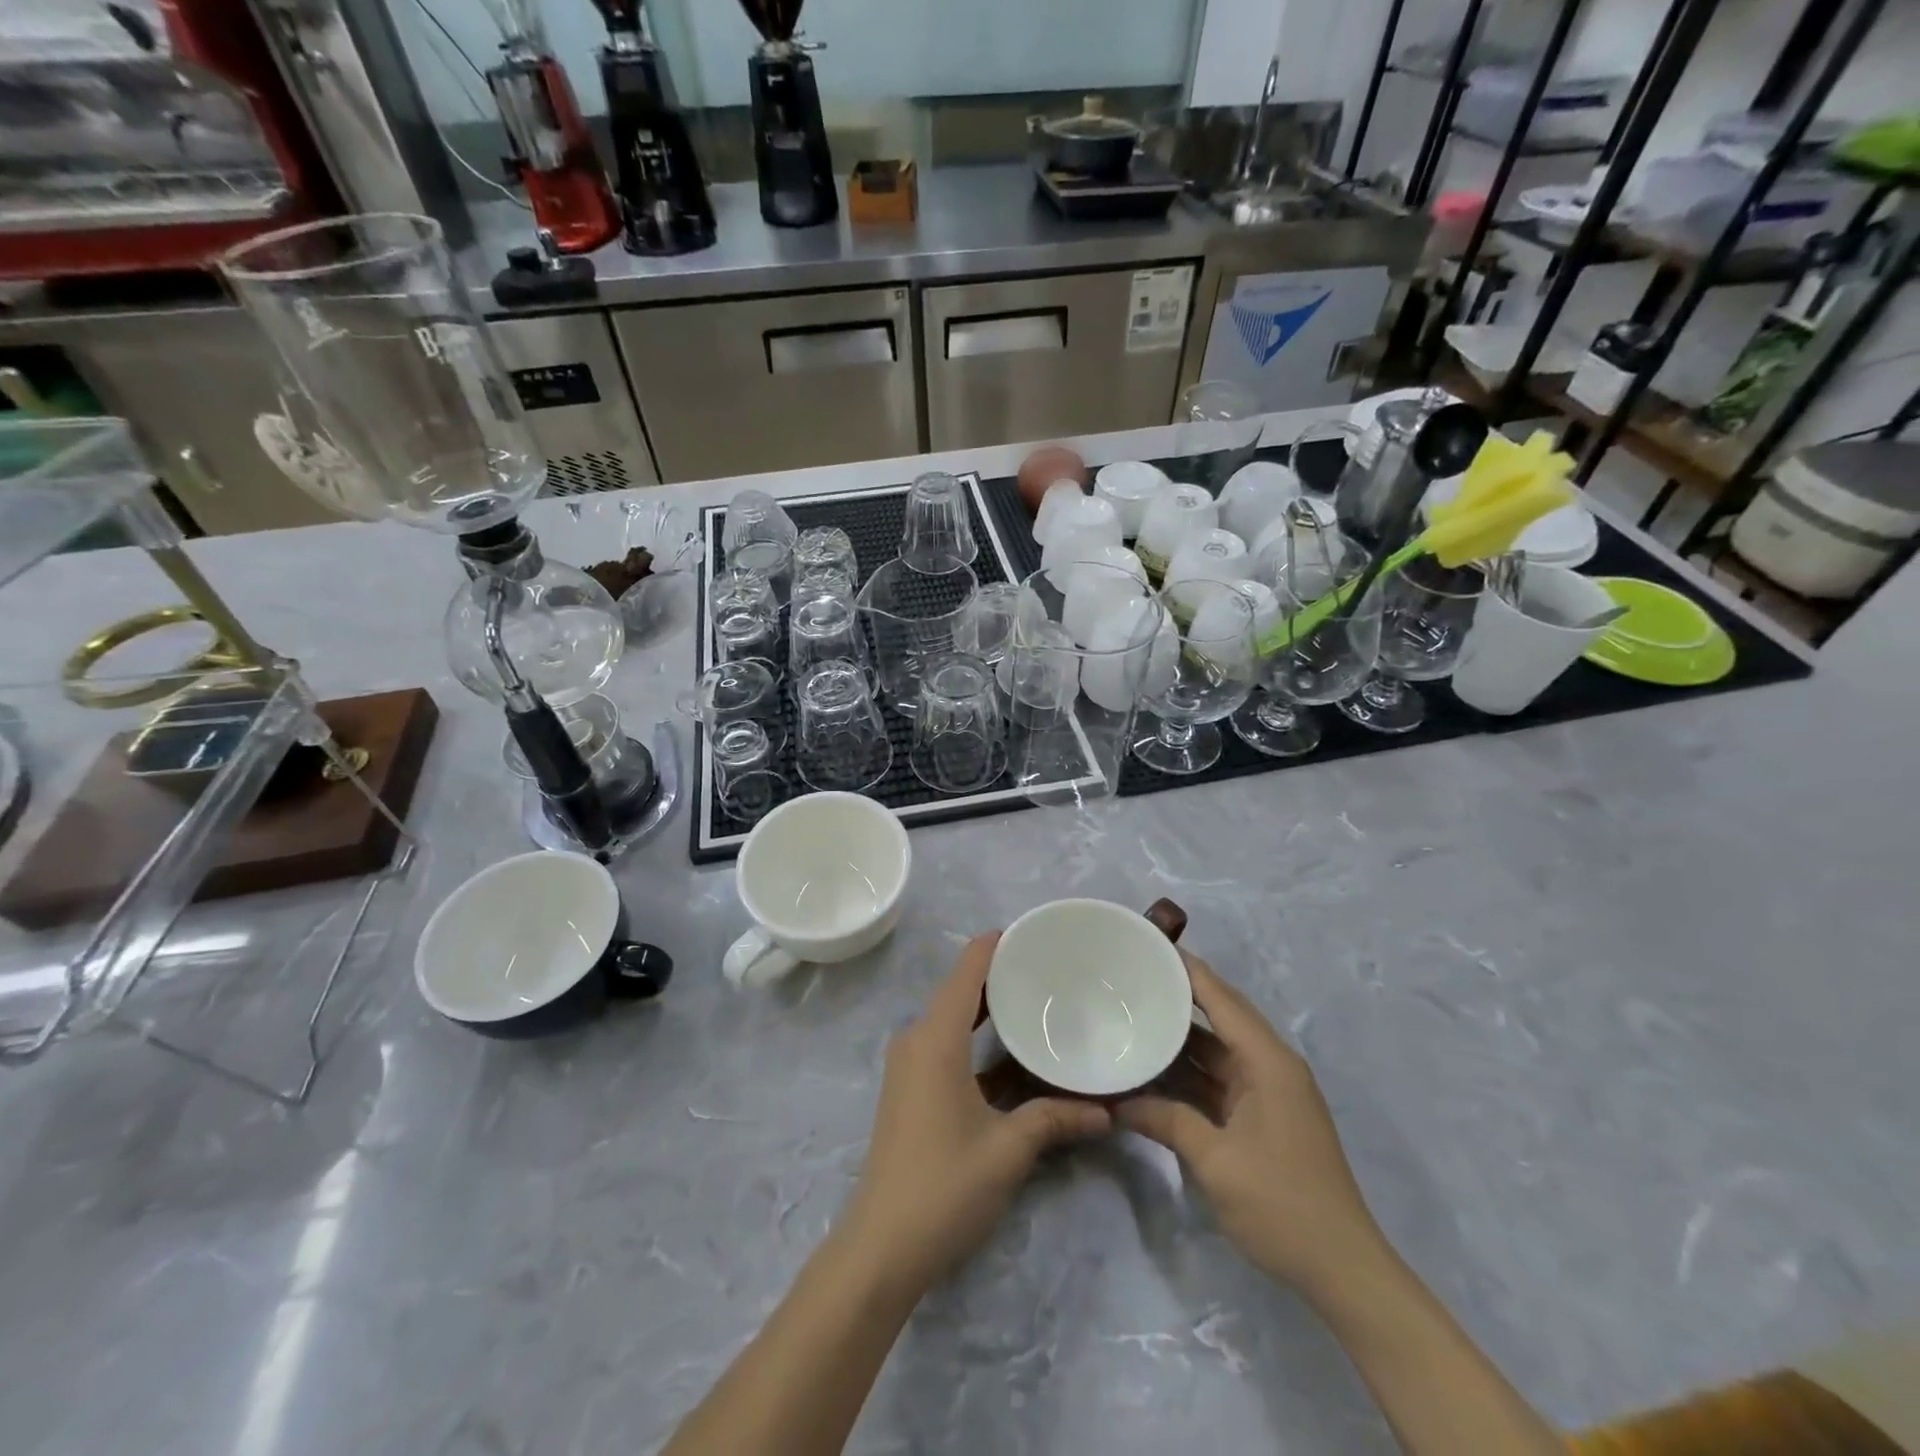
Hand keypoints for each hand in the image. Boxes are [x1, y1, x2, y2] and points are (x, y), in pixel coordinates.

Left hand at [842, 932, 1110, 1293]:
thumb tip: (1107, 1112)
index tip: (1032, 932)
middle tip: (1047, 967)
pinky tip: (1007, 1049)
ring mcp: (908, 1065)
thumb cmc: (944, 1185)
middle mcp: (916, 1040)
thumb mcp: (1008, 1149)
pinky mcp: (908, 1088)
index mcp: (935, 1038)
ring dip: (985, 1007)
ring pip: (950, 1017)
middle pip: (958, 990)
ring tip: (1033, 998)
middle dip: (998, 975)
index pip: (966, 971)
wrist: (880, 1246)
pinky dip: (973, 1034)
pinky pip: (944, 1042)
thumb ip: (1055, 1120)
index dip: (994, 945)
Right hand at [1117, 952, 1382, 1298]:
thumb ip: (1165, 1121)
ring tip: (1132, 1017)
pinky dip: (1188, 1073)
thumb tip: (1116, 1103)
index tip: (1147, 944)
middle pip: (1220, 1016)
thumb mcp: (1216, 1161)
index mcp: (1268, 1062)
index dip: (1186, 969)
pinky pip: (1219, 1079)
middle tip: (1131, 978)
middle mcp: (1270, 1066)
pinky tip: (1153, 1070)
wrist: (1344, 1272)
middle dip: (1178, 996)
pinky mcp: (1263, 1116)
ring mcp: (1268, 1092)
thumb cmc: (1282, 1205)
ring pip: (1216, 1050)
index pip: (1221, 998)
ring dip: (1179, 1039)